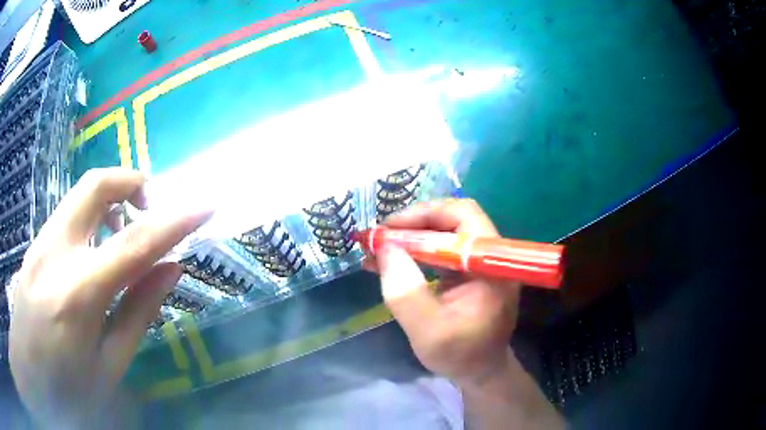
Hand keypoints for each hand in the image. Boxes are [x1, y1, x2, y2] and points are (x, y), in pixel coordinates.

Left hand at [9, 168, 210, 426]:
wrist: (30, 370)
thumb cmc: (68, 384)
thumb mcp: (110, 365)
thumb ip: (139, 313)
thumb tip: (172, 269)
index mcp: (79, 294)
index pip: (135, 243)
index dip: (175, 221)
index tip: (205, 206)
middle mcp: (57, 252)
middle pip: (97, 185)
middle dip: (133, 182)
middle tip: (151, 209)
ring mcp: (42, 241)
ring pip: (81, 192)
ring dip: (113, 198)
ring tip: (124, 234)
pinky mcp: (36, 241)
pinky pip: (70, 211)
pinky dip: (93, 216)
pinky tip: (96, 251)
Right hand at [364, 199, 519, 386]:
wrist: (480, 371)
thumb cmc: (460, 355)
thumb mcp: (427, 330)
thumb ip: (405, 292)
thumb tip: (385, 248)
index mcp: (492, 265)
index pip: (464, 217)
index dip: (425, 215)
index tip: (389, 229)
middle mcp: (491, 256)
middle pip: (453, 220)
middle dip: (413, 225)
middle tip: (380, 238)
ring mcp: (481, 262)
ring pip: (445, 233)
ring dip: (411, 238)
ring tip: (379, 249)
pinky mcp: (470, 271)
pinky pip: (442, 250)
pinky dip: (416, 252)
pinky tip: (390, 261)